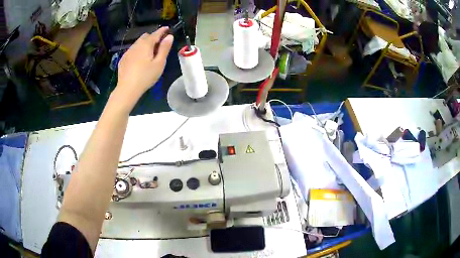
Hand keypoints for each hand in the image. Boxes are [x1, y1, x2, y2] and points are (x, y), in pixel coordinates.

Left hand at [116, 27, 173, 101]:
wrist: (127, 89)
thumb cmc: (146, 76)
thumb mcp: (159, 63)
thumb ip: (164, 48)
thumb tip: (169, 36)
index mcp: (146, 44)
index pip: (156, 33)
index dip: (162, 30)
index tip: (167, 28)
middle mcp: (136, 45)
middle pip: (146, 36)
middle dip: (153, 37)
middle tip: (159, 45)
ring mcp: (128, 52)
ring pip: (138, 43)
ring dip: (144, 44)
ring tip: (149, 53)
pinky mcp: (123, 59)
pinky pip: (132, 50)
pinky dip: (137, 51)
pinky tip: (139, 60)